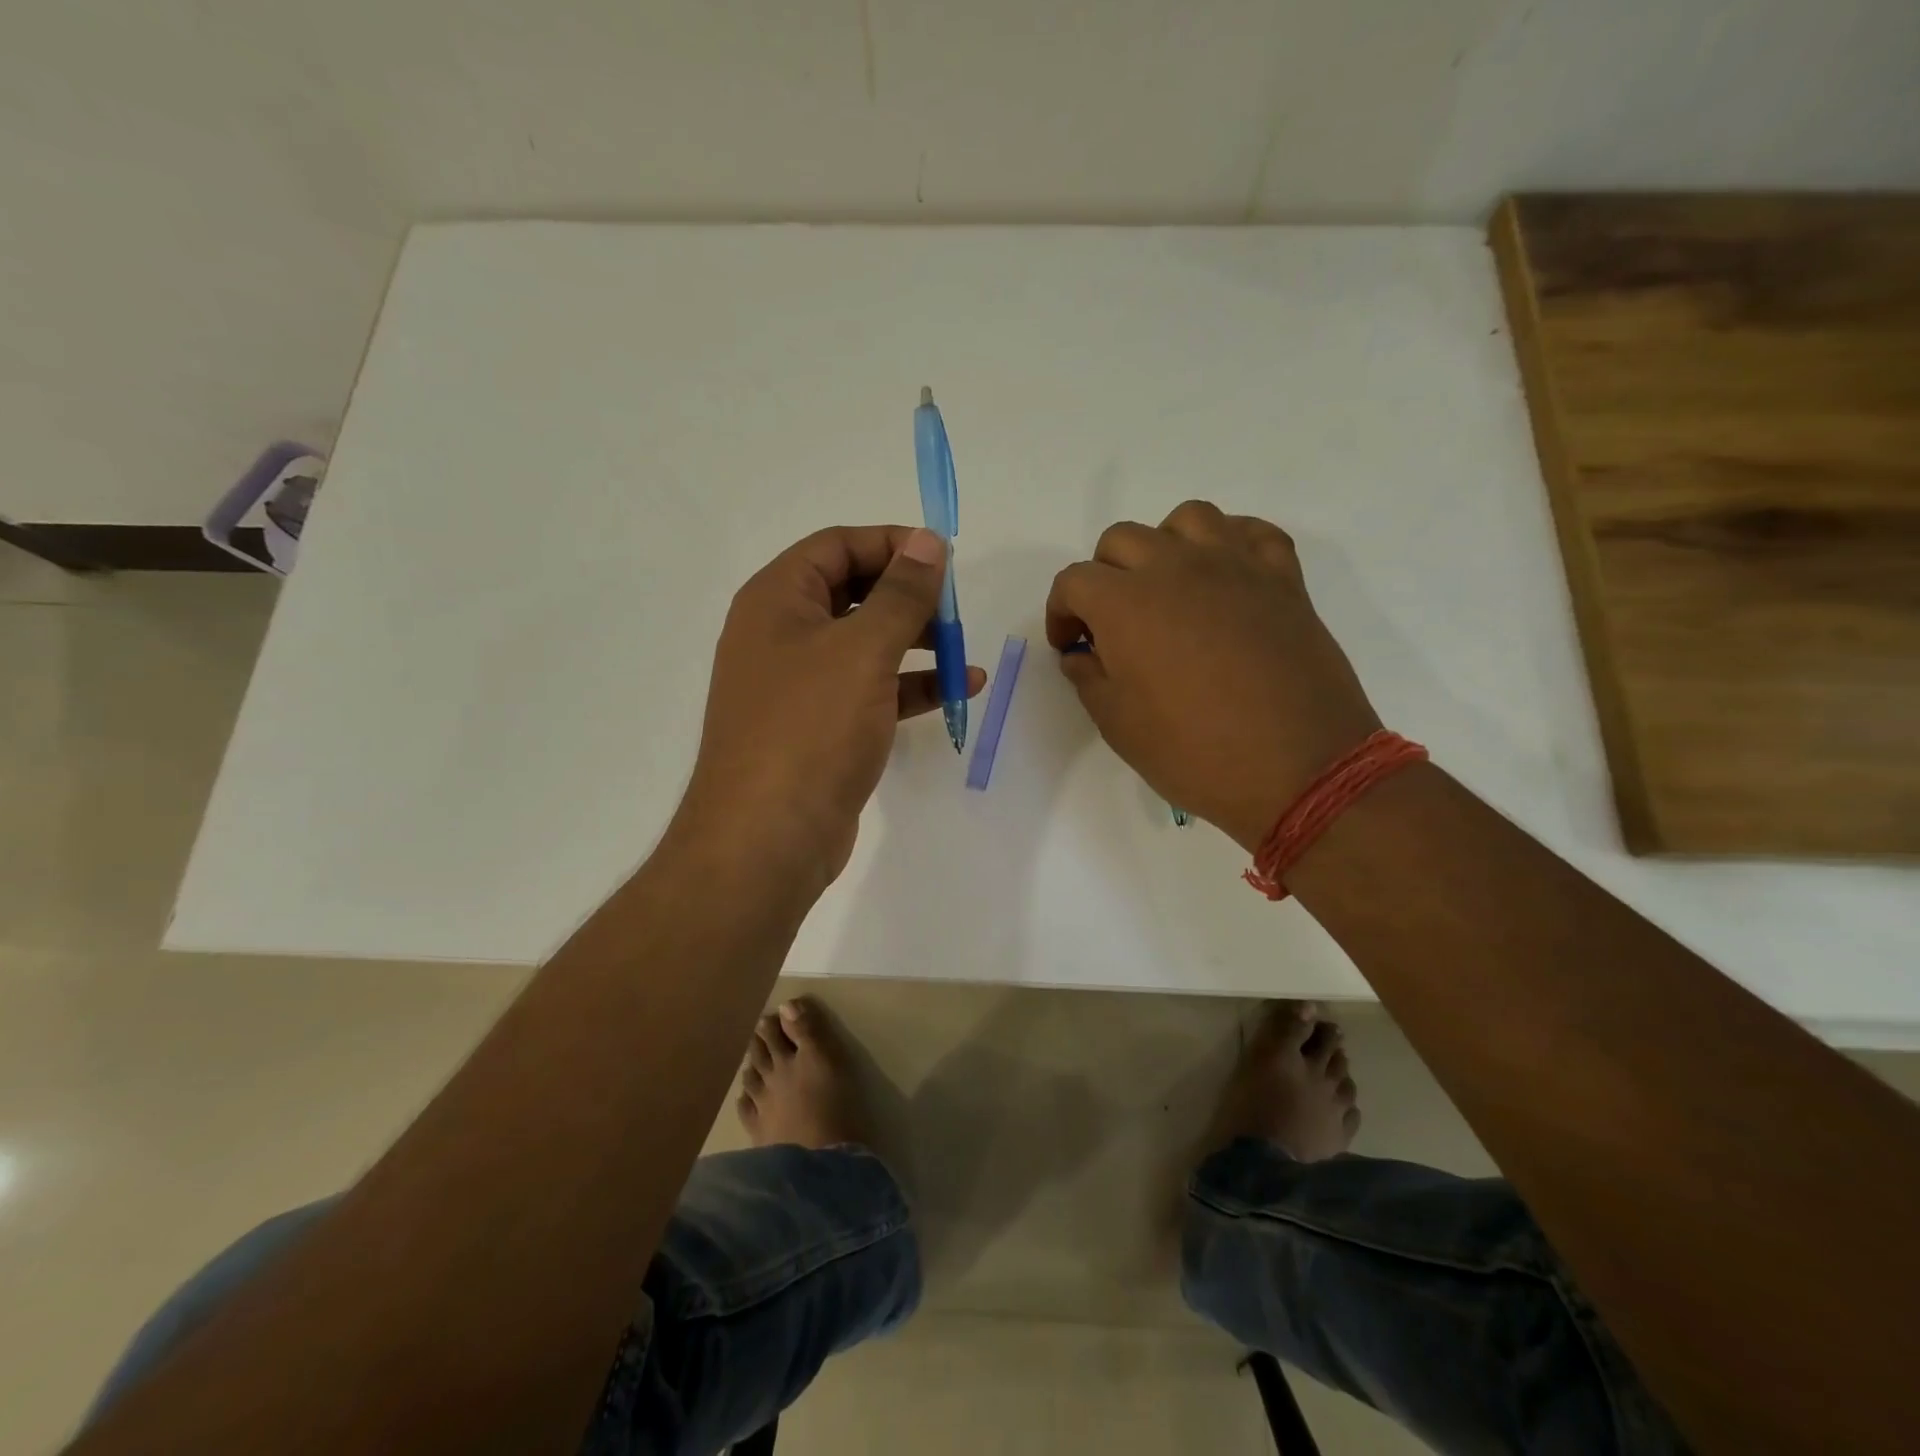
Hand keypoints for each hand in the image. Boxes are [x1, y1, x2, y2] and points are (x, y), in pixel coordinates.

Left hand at [674, 525, 984, 889]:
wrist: (768, 837)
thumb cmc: (811, 728)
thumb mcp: (863, 650)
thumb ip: (901, 594)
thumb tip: (928, 541)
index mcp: (777, 600)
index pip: (837, 545)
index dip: (892, 544)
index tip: (944, 560)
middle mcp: (782, 634)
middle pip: (853, 593)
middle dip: (908, 598)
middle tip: (954, 611)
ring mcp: (800, 684)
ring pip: (865, 644)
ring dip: (917, 643)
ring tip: (964, 654)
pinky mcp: (820, 727)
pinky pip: (870, 690)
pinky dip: (911, 686)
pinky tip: (960, 690)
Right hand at [1045, 501, 1381, 851]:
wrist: (1298, 769)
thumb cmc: (1195, 753)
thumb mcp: (1119, 726)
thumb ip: (1089, 679)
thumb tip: (1082, 655)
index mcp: (1125, 604)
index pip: (1074, 581)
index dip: (1061, 612)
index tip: (1071, 646)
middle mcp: (1175, 568)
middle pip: (1122, 540)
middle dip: (1104, 576)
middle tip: (1114, 623)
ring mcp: (1235, 565)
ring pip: (1187, 518)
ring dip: (1165, 545)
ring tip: (1168, 588)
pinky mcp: (1283, 578)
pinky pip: (1252, 532)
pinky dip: (1230, 543)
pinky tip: (1224, 579)